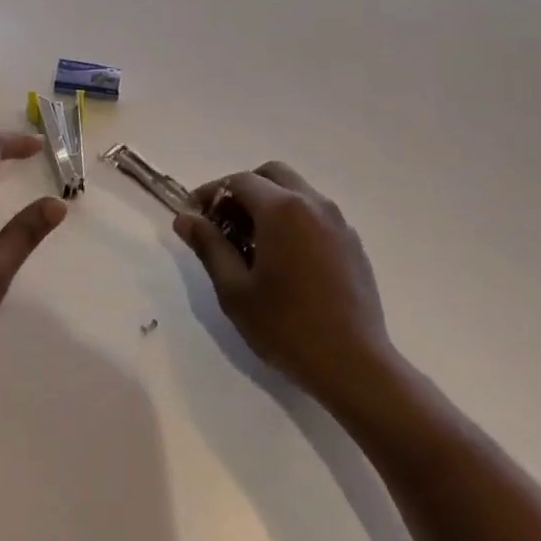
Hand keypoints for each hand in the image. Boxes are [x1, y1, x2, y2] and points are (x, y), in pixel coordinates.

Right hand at [174, 161, 392, 411]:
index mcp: (281, 209)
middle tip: (224, 223)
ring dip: (270, 203)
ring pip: (297, 191)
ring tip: (251, 243)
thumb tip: (185, 218)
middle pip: (271, 175)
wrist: (354, 365)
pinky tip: (284, 258)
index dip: (211, 193)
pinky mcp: (352, 242)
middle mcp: (312, 203)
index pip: (239, 181)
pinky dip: (293, 219)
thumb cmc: (286, 327)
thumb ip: (209, 246)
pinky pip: (316, 214)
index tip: (194, 216)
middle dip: (243, 190)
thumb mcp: (235, 290)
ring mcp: (338, 222)